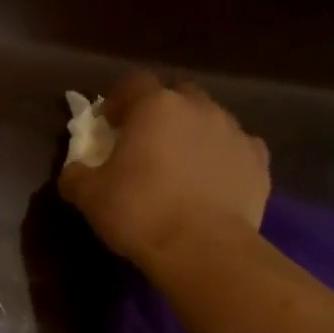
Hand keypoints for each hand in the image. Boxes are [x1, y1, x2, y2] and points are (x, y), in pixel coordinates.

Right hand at [59, 72, 270, 270]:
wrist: (202, 248)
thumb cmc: (139, 213)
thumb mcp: (88, 197)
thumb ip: (76, 175)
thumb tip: (75, 170)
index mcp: (155, 107)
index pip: (133, 83)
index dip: (117, 100)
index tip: (108, 124)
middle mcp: (199, 108)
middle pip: (177, 96)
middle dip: (161, 114)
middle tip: (145, 144)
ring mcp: (234, 132)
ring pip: (209, 121)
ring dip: (192, 135)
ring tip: (180, 168)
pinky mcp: (259, 162)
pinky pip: (236, 149)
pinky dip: (222, 159)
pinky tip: (211, 183)